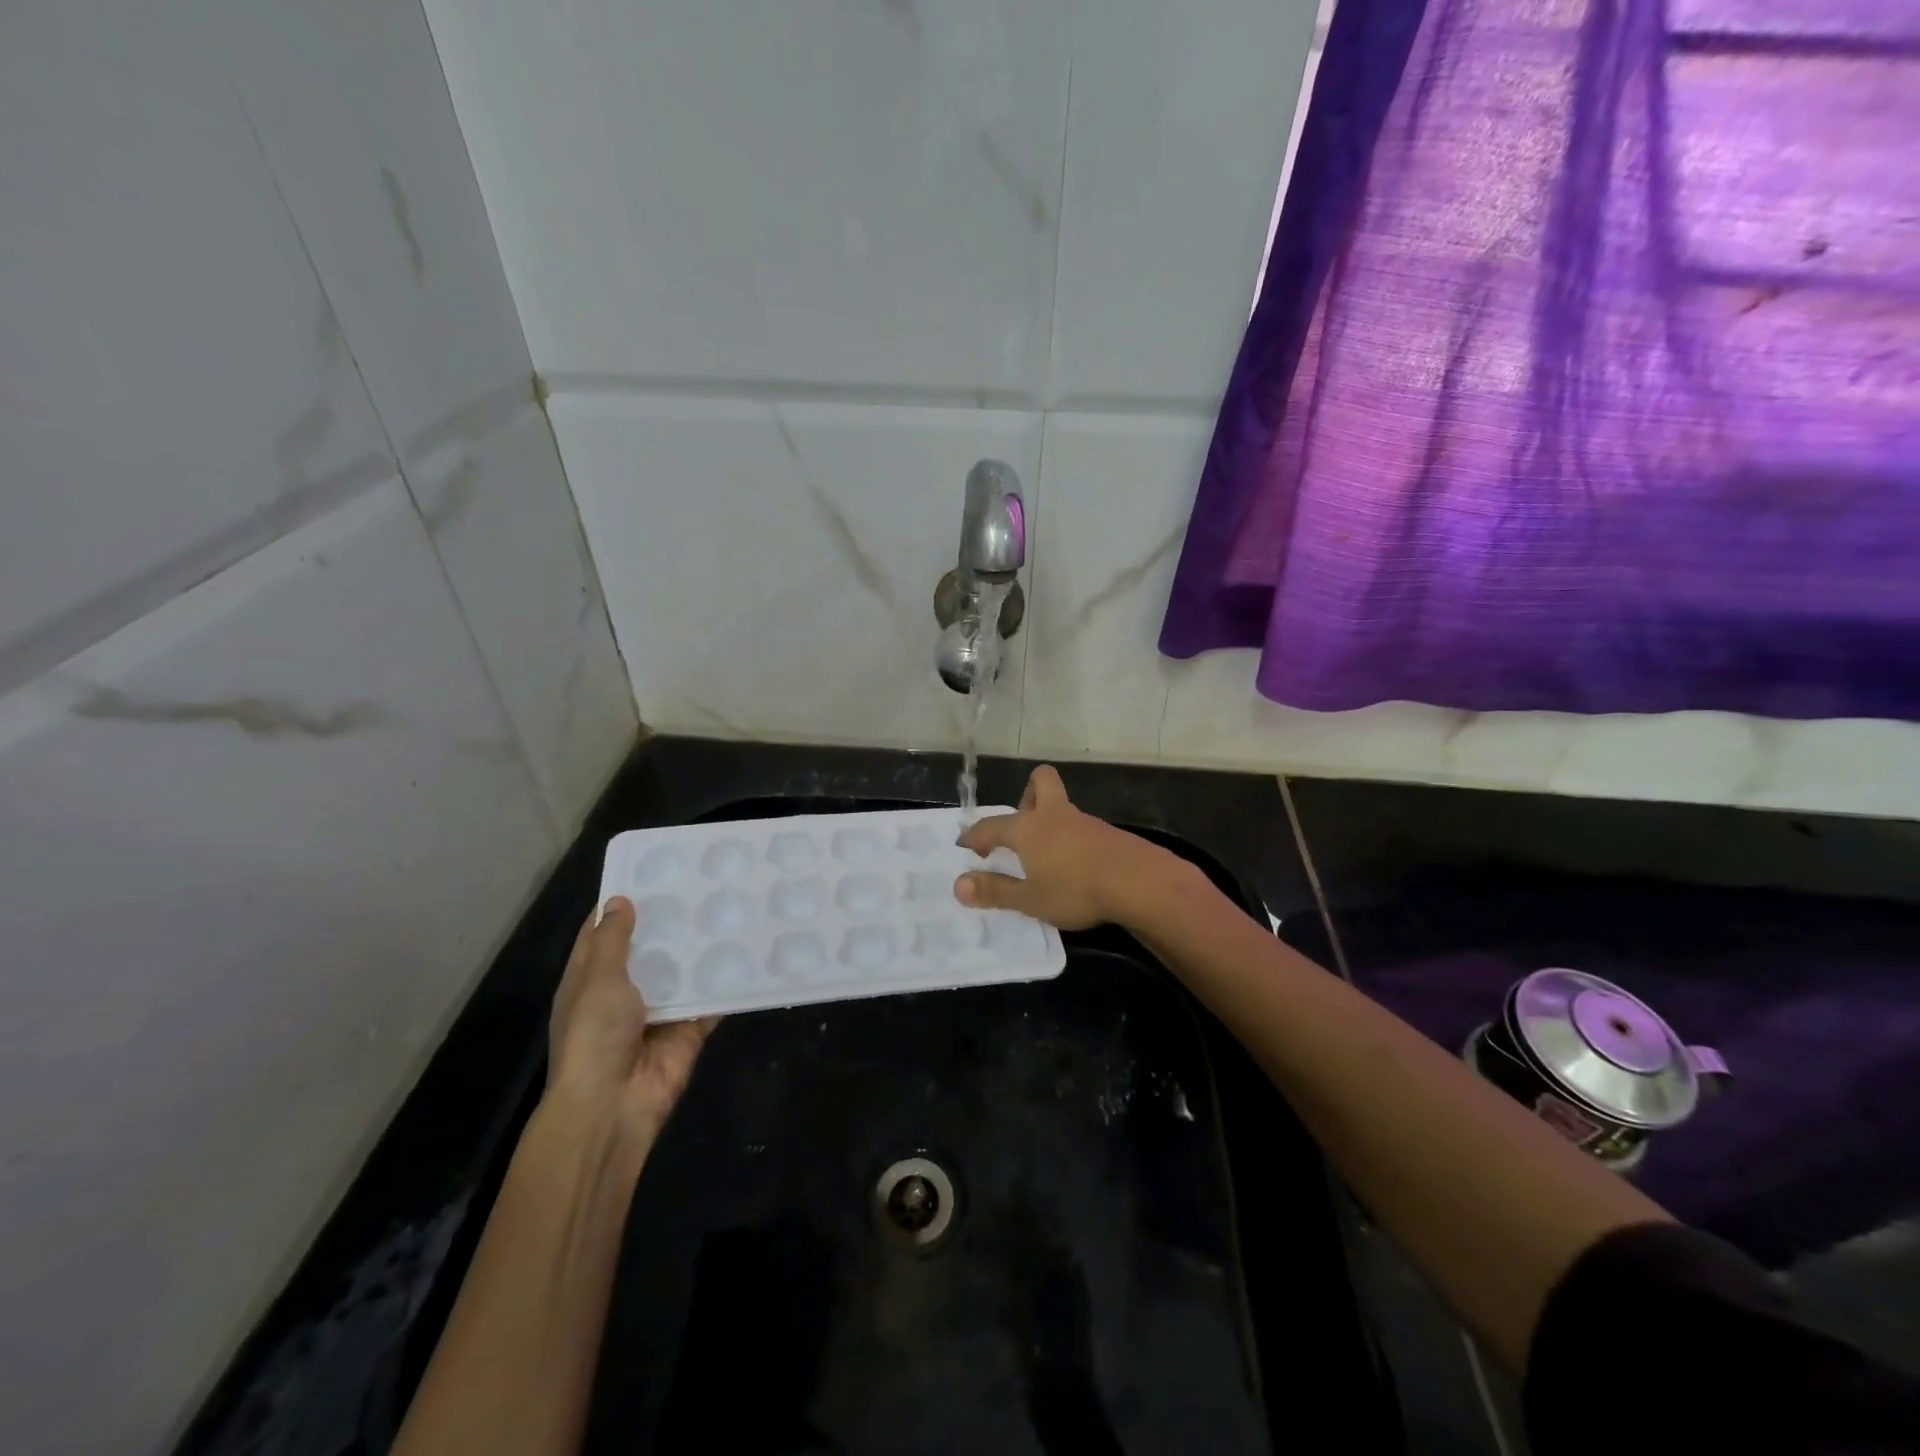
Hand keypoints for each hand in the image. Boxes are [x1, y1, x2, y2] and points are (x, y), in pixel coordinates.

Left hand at [547, 897, 716, 1148]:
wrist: (614, 1106)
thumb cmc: (594, 1036)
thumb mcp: (598, 979)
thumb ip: (613, 940)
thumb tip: (620, 900)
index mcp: (590, 981)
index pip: (602, 934)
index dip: (621, 905)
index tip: (651, 873)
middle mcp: (622, 994)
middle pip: (648, 950)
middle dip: (670, 923)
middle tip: (702, 884)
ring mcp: (657, 1013)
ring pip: (681, 972)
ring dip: (699, 949)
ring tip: (729, 908)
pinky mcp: (687, 1031)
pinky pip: (709, 1001)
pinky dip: (725, 983)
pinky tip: (748, 952)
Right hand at [954, 765, 1175, 930]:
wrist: (1138, 883)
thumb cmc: (1075, 889)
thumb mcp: (1029, 899)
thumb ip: (994, 891)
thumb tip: (958, 885)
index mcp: (1028, 828)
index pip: (991, 825)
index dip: (975, 835)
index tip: (966, 846)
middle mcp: (1054, 815)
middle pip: (1041, 782)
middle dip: (1026, 796)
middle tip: (1021, 829)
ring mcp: (1085, 821)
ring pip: (1062, 808)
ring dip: (1051, 824)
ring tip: (1047, 860)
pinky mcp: (1109, 834)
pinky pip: (1082, 829)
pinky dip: (1073, 842)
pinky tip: (1077, 868)